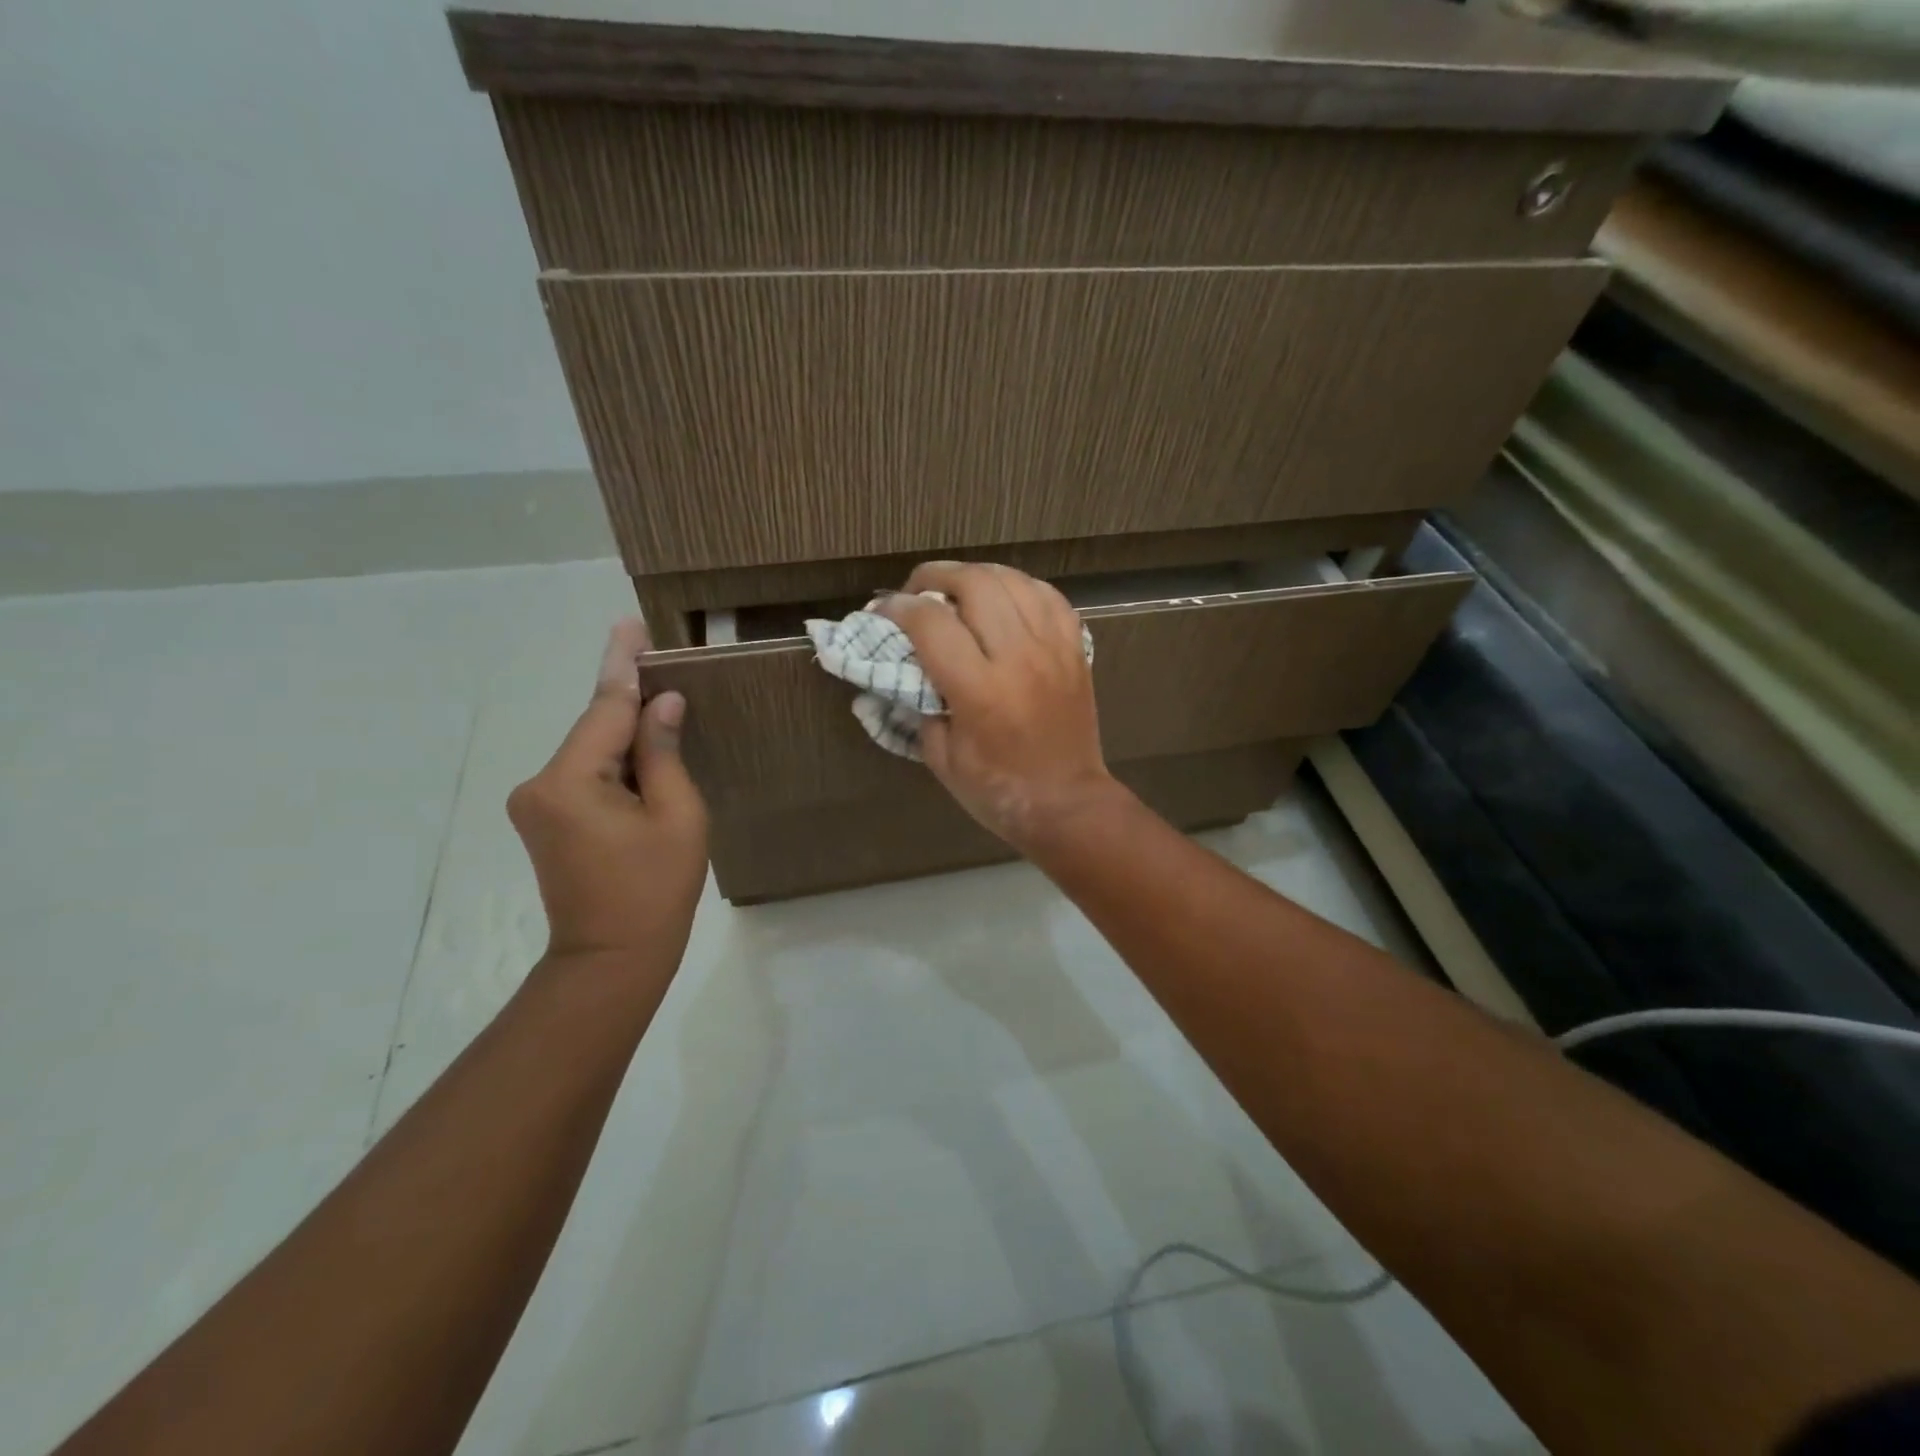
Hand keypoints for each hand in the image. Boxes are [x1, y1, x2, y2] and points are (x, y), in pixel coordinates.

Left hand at [507, 619, 708, 967]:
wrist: (612, 958)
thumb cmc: (655, 889)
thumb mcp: (678, 816)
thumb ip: (665, 753)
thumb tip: (662, 703)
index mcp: (571, 781)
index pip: (605, 707)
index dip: (624, 664)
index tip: (629, 623)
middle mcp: (540, 783)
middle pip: (596, 728)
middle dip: (632, 703)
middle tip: (666, 668)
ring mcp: (536, 803)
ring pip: (592, 751)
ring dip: (628, 737)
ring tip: (668, 719)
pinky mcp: (543, 819)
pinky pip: (585, 774)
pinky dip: (616, 762)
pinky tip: (645, 759)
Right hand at [877, 562, 1121, 850]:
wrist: (1067, 803)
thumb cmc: (997, 790)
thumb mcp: (940, 758)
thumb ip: (919, 706)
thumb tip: (905, 666)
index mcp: (979, 691)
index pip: (931, 623)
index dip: (898, 607)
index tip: (883, 610)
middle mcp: (1018, 658)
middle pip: (974, 584)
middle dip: (936, 576)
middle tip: (919, 592)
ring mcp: (1052, 649)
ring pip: (1012, 580)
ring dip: (976, 576)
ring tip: (957, 591)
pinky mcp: (1074, 650)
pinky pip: (1048, 596)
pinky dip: (1019, 587)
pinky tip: (1003, 598)